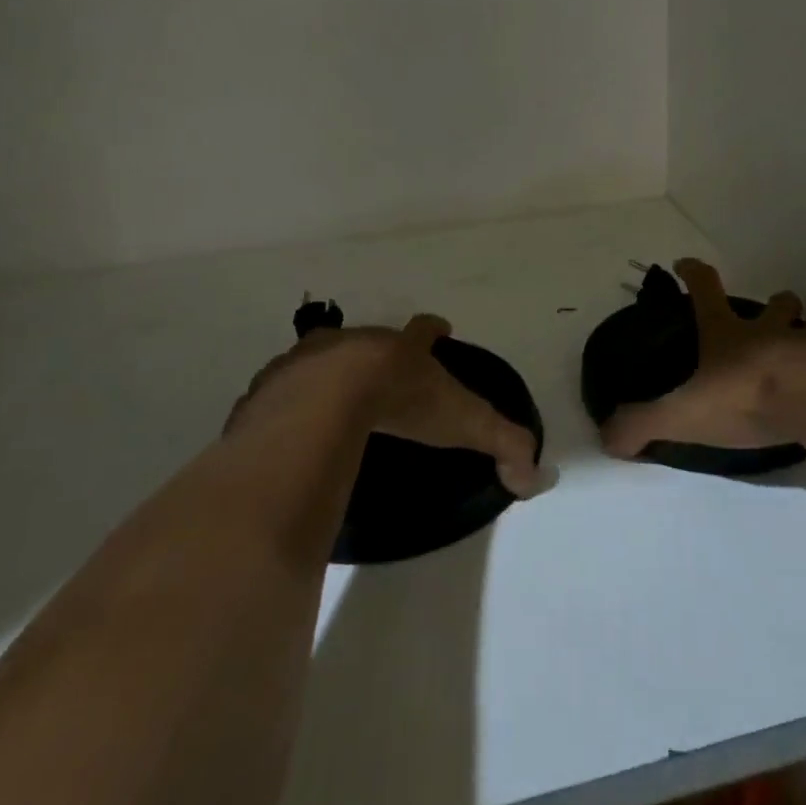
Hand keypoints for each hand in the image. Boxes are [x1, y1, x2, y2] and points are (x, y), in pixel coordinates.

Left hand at [229, 315, 543, 497]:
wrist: (326, 400)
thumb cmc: (402, 401)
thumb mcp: (464, 421)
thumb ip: (504, 443)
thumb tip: (533, 476)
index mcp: (400, 349)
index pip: (424, 330)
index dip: (433, 330)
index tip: (440, 328)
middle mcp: (354, 343)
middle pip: (367, 339)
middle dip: (373, 353)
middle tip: (377, 375)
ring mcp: (309, 360)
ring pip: (318, 359)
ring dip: (324, 374)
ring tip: (327, 402)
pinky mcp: (271, 386)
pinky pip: (278, 393)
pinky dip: (285, 405)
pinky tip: (287, 430)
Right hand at [600, 258, 805, 458]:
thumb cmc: (747, 399)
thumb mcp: (683, 414)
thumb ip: (644, 424)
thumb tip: (606, 437)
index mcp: (729, 334)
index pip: (705, 288)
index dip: (693, 272)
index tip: (684, 264)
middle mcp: (772, 330)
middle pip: (776, 303)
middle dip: (774, 303)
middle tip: (772, 316)